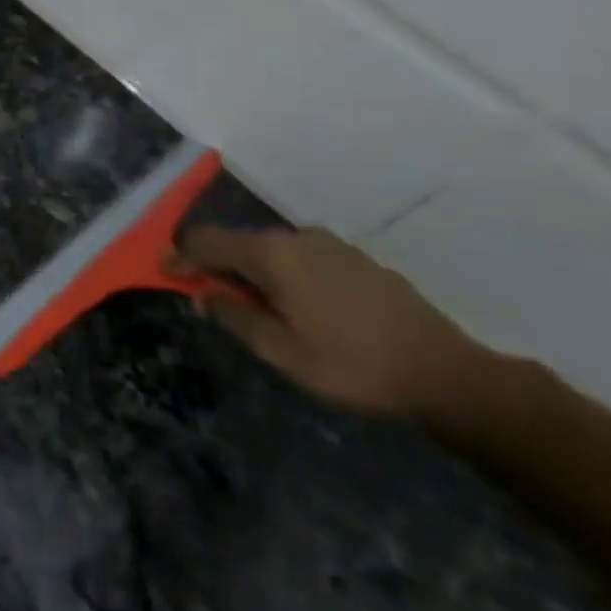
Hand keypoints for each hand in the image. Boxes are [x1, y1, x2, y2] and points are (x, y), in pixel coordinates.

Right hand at [173, 226, 489, 420]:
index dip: (181, 255)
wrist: (446, 372)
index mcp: (273, 255)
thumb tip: (206, 295)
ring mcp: (331, 245)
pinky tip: (293, 303)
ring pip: (271, 250)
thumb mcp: (281, 350)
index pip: (207, 241)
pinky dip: (282, 273)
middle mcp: (298, 237)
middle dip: (215, 264)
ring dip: (250, 270)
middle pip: (239, 242)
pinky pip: (301, 257)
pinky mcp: (356, 259)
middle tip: (204, 294)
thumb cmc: (352, 364)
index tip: (163, 271)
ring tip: (249, 304)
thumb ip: (235, 317)